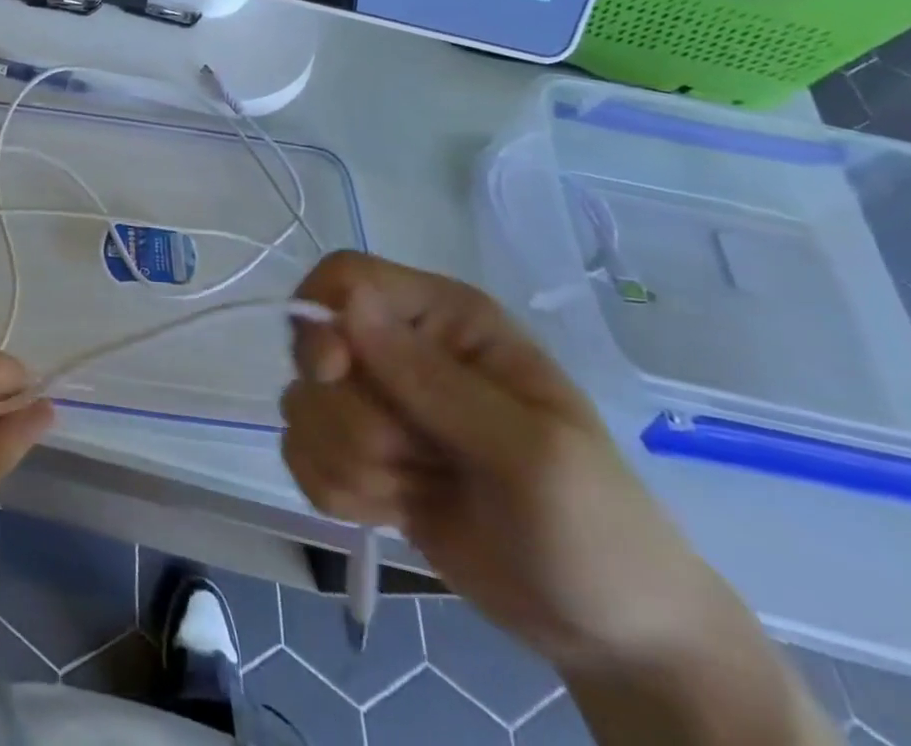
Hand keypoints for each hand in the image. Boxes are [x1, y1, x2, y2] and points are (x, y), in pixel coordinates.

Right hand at [282, 252, 726, 674]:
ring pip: (303, 408)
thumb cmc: (594, 526)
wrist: (609, 633)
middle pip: (313, 350)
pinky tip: (396, 511)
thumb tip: (346, 304)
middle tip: (419, 459)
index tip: (334, 374)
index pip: (346, 276)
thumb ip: (432, 378)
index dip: (323, 316)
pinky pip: (301, 456)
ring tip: (419, 490)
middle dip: (353, 419)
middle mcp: (400, 348)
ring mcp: (377, 404)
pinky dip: (341, 493)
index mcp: (445, 320)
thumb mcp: (529, 453)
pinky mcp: (358, 456)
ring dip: (352, 463)